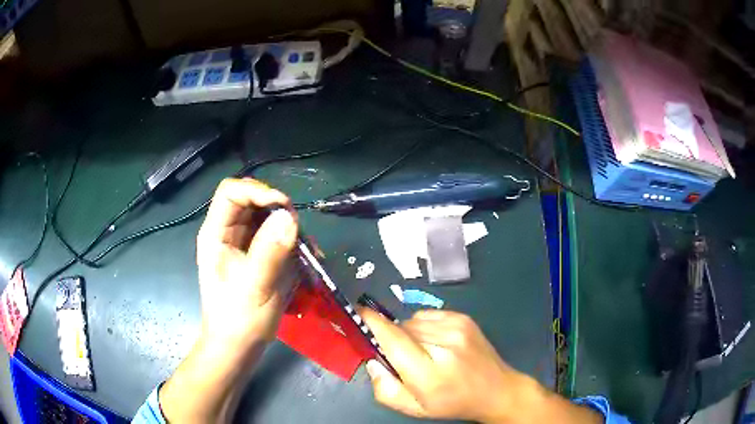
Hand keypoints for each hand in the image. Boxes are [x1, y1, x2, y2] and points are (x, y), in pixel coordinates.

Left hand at [196, 178, 298, 347]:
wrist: (238, 347)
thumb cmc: (239, 320)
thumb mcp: (255, 286)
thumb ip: (270, 250)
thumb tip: (289, 216)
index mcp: (216, 234)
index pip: (231, 191)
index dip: (257, 191)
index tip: (284, 208)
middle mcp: (228, 233)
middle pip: (251, 200)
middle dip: (277, 209)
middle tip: (297, 229)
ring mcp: (243, 244)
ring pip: (266, 217)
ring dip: (288, 227)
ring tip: (306, 249)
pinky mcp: (257, 256)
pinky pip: (275, 236)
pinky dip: (292, 242)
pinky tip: (305, 258)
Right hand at [361, 309, 531, 422]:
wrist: (496, 390)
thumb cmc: (451, 403)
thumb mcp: (413, 408)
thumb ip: (384, 388)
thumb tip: (373, 360)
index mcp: (429, 373)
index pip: (393, 339)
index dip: (372, 323)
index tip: (356, 314)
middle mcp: (443, 345)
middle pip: (400, 329)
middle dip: (392, 339)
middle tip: (402, 357)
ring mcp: (456, 328)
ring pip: (413, 321)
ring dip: (408, 333)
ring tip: (423, 351)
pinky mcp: (463, 318)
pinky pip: (428, 315)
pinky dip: (423, 326)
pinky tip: (436, 342)